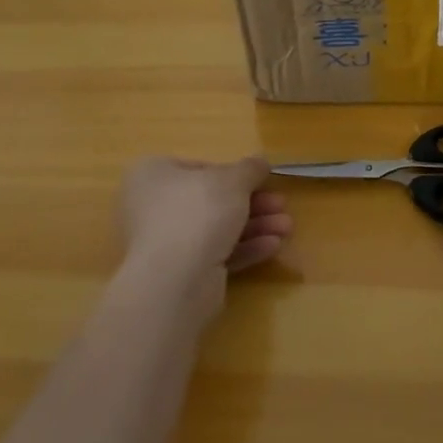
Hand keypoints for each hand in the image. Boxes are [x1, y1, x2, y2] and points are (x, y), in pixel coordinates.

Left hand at [117, 157, 292, 311]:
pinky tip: (273, 246)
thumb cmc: (198, 213)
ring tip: (287, 227)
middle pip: (213, 200)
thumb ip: (250, 169)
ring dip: (256, 226)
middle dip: (254, 204)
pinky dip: (245, 248)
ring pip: (218, 229)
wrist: (175, 281)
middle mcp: (155, 206)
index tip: (263, 179)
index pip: (201, 168)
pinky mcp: (181, 273)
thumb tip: (260, 162)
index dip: (235, 174)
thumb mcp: (232, 181)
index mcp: (155, 174)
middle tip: (282, 205)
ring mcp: (167, 242)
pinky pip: (217, 254)